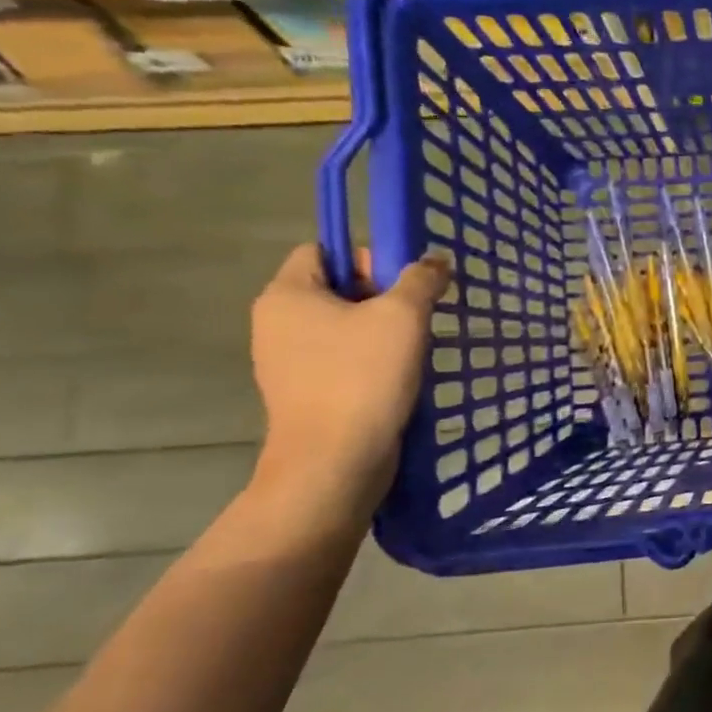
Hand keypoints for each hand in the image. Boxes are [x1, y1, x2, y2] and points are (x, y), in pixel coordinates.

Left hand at [249, 244, 450, 514]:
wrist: (335, 461)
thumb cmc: (362, 376)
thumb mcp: (402, 315)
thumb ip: (420, 279)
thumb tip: (434, 260)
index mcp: (286, 295)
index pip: (322, 250)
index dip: (365, 257)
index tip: (401, 284)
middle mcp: (276, 323)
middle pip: (336, 288)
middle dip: (381, 297)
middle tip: (417, 316)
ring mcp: (287, 362)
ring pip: (343, 327)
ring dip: (381, 332)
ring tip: (414, 349)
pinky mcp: (304, 393)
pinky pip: (341, 360)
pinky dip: (371, 362)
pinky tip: (399, 377)